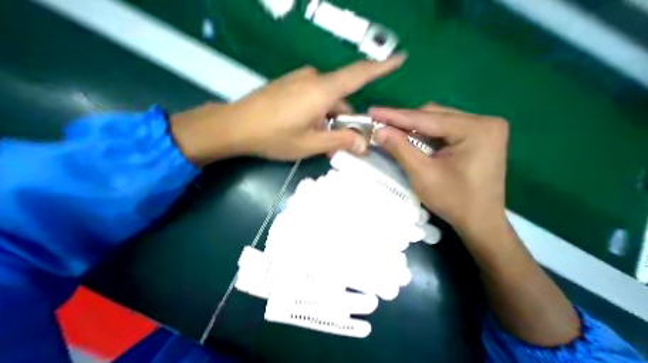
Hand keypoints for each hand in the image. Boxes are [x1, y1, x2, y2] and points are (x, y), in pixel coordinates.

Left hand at [172, 56, 402, 164]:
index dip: (381, 68)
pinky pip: (313, 99)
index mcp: (322, 91)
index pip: (359, 74)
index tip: (400, 59)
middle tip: (342, 144)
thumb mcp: (311, 144)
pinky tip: (308, 129)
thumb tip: (364, 145)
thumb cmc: (274, 137)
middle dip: (345, 121)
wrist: (236, 126)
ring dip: (330, 121)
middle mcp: (313, 80)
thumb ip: (339, 142)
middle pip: (342, 98)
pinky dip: (318, 114)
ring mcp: (299, 81)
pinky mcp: (290, 86)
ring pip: (327, 101)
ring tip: (320, 141)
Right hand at [369, 104, 510, 239]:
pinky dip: (421, 134)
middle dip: (403, 121)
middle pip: (432, 115)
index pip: (425, 118)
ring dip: (411, 127)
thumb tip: (379, 131)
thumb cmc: (453, 200)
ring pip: (435, 121)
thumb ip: (400, 149)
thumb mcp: (422, 174)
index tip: (372, 111)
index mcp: (476, 129)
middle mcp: (482, 122)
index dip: (394, 115)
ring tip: (389, 129)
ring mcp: (480, 129)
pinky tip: (407, 137)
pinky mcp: (475, 138)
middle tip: (379, 123)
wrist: (479, 221)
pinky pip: (441, 130)